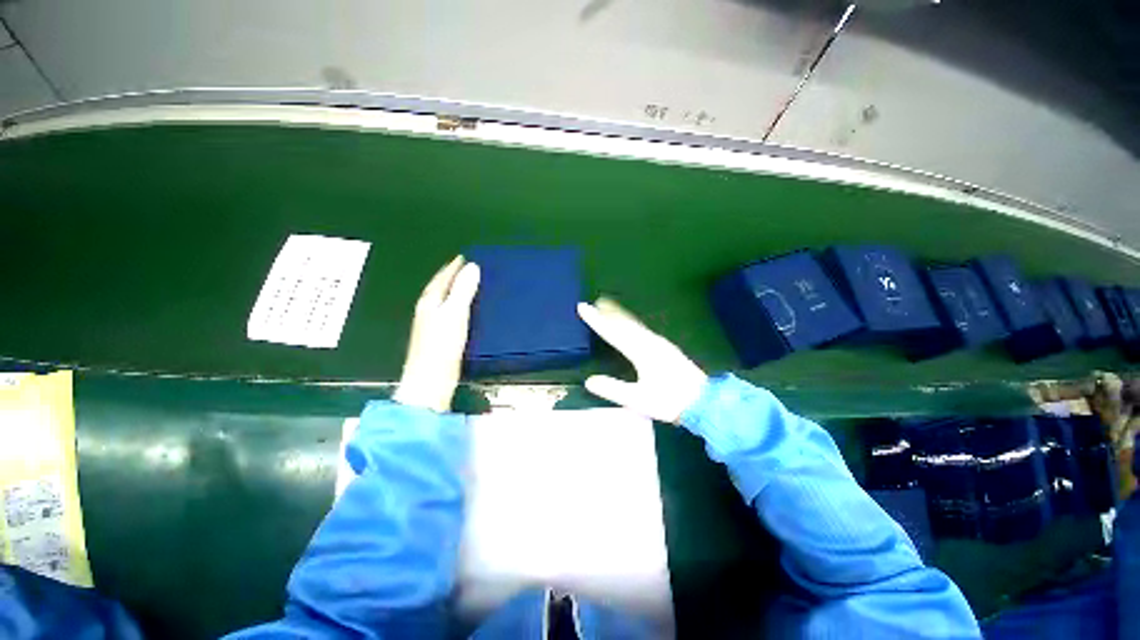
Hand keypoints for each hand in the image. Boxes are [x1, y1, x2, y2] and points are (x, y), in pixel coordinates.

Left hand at [393, 256, 480, 411]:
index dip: (452, 267)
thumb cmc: (442, 346)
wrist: (430, 382)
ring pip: (444, 301)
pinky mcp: (438, 339)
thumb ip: (463, 290)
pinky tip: (465, 311)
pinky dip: (457, 307)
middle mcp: (427, 311)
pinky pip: (449, 314)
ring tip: (469, 285)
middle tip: (468, 268)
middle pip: (440, 288)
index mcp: (429, 302)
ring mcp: (431, 326)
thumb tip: (472, 267)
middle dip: (452, 277)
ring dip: (455, 291)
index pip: (442, 278)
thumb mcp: (455, 314)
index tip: (464, 257)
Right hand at [577, 298, 706, 423]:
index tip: (583, 307)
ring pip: (634, 324)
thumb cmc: (669, 401)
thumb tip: (589, 381)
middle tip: (596, 301)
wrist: (704, 401)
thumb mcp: (638, 399)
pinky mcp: (665, 347)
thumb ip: (613, 389)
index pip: (613, 332)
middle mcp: (649, 342)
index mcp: (641, 351)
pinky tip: (631, 325)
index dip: (596, 320)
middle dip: (609, 312)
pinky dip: (630, 322)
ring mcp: (659, 343)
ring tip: (609, 306)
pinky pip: (642, 328)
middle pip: (624, 322)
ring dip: (620, 314)